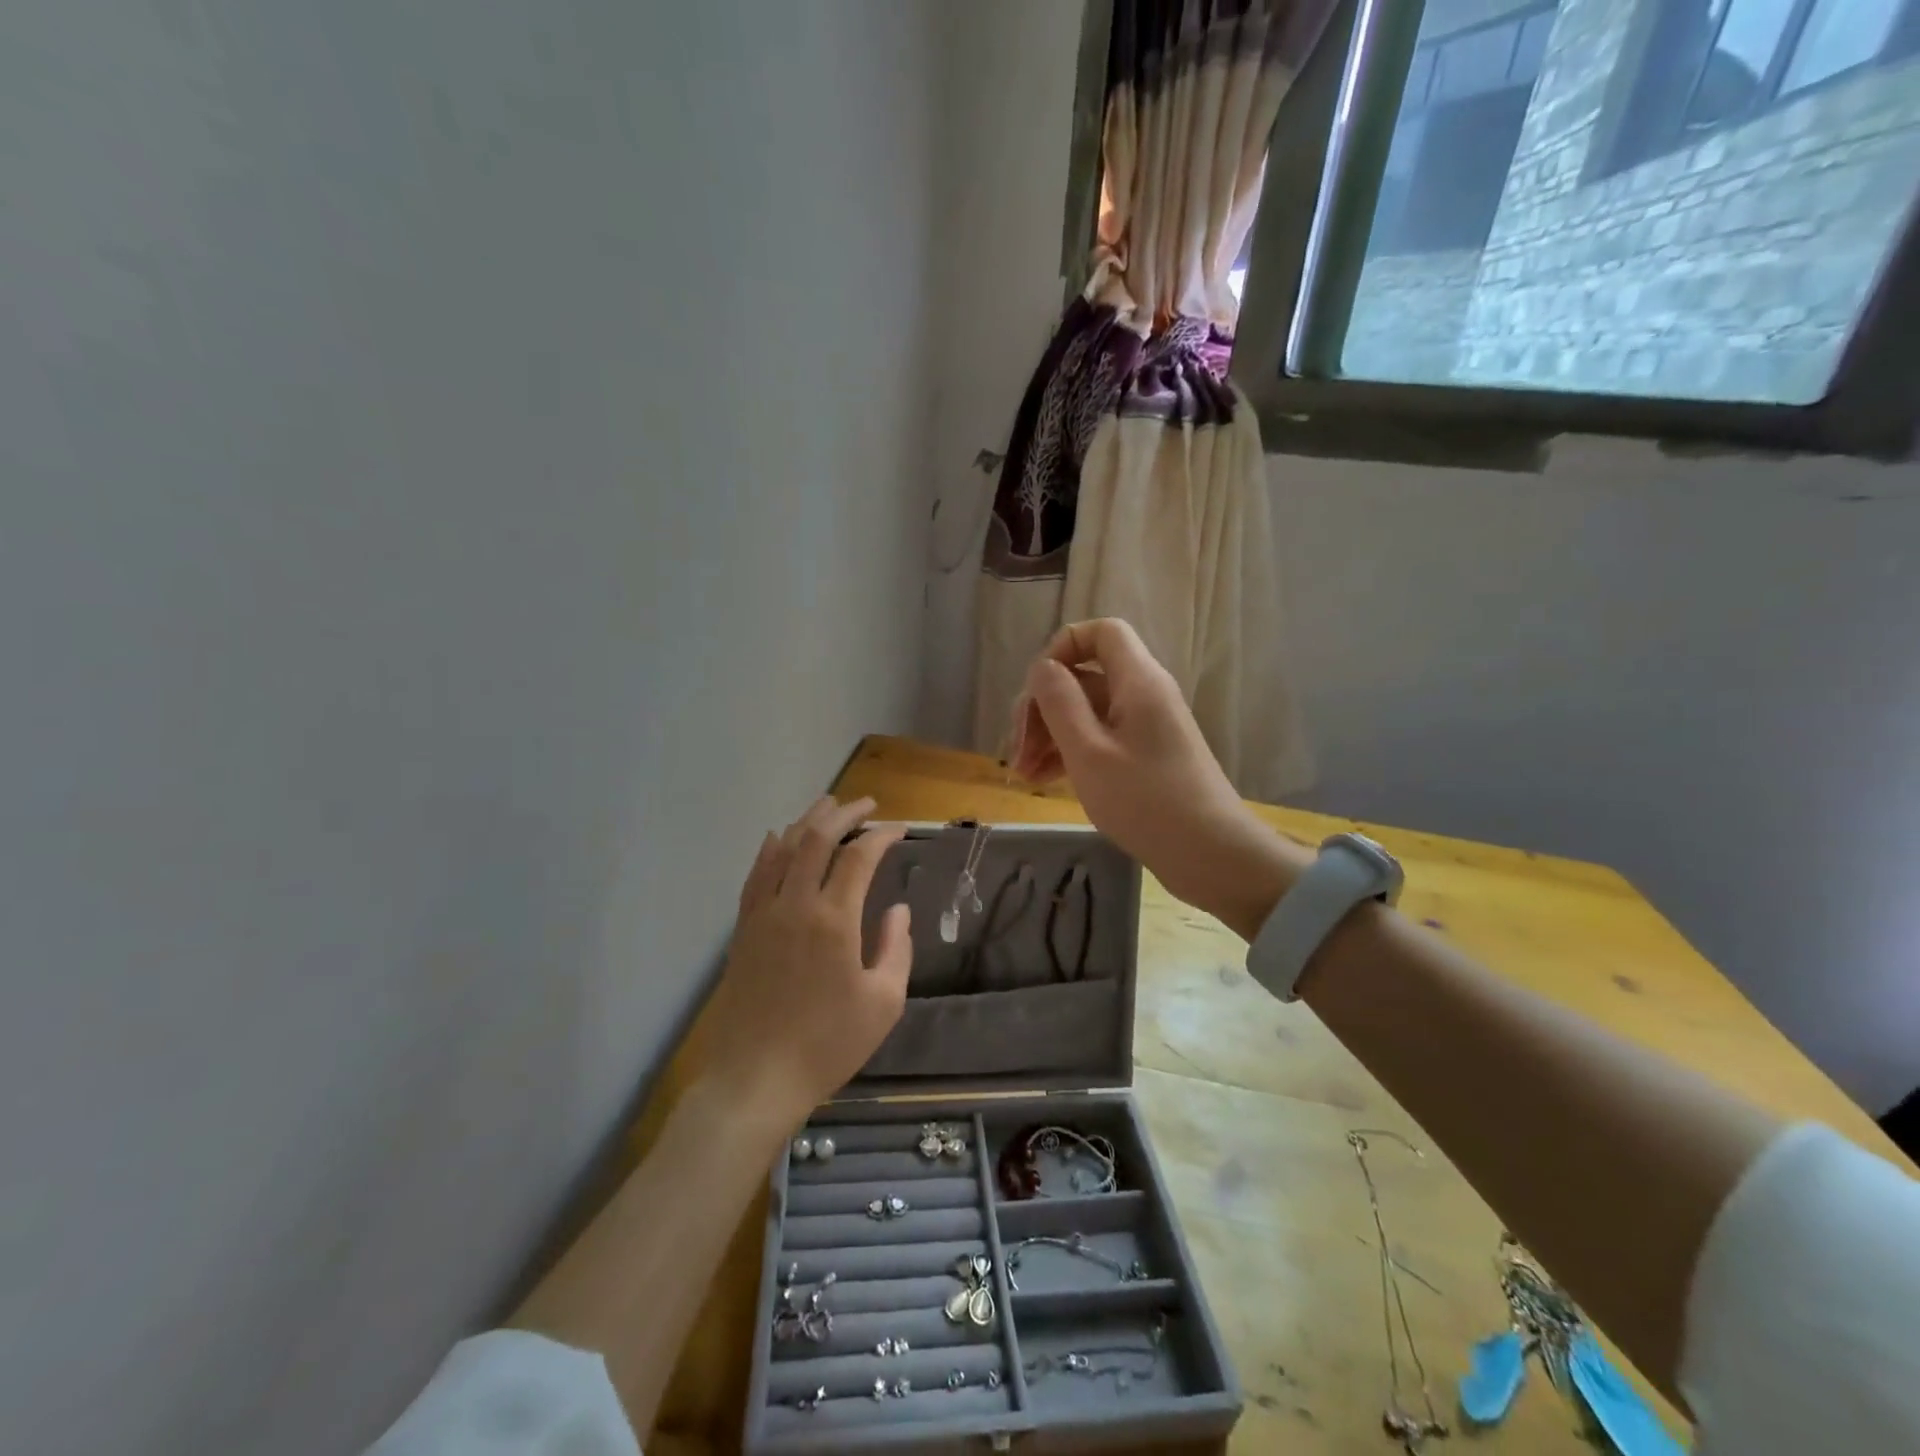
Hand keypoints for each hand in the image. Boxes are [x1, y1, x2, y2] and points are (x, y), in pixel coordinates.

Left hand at [701, 796, 911, 1125]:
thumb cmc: (827, 1045)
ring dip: (807, 820)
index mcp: (834, 921)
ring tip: (828, 804)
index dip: (881, 836)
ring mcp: (763, 914)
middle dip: (843, 813)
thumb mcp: (882, 1003)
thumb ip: (896, 949)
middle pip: (816, 838)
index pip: (858, 857)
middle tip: (866, 804)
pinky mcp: (743, 928)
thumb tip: (897, 911)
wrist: (756, 1078)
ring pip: (783, 848)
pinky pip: (756, 874)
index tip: (899, 829)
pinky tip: (778, 837)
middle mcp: (795, 904)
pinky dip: (771, 848)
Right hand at [1009, 618, 1304, 938]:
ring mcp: (1145, 727)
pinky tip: (1044, 781)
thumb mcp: (1088, 752)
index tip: (1035, 688)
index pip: (1101, 632)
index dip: (1063, 647)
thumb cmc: (1145, 801)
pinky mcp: (1145, 756)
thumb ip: (1059, 702)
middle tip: (1016, 750)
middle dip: (1043, 707)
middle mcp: (1144, 694)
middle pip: (1085, 677)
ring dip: (1050, 735)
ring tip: (1023, 775)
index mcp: (1137, 681)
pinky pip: (1100, 738)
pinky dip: (1070, 752)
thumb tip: (1043, 667)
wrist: (1209, 855)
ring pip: (1087, 712)